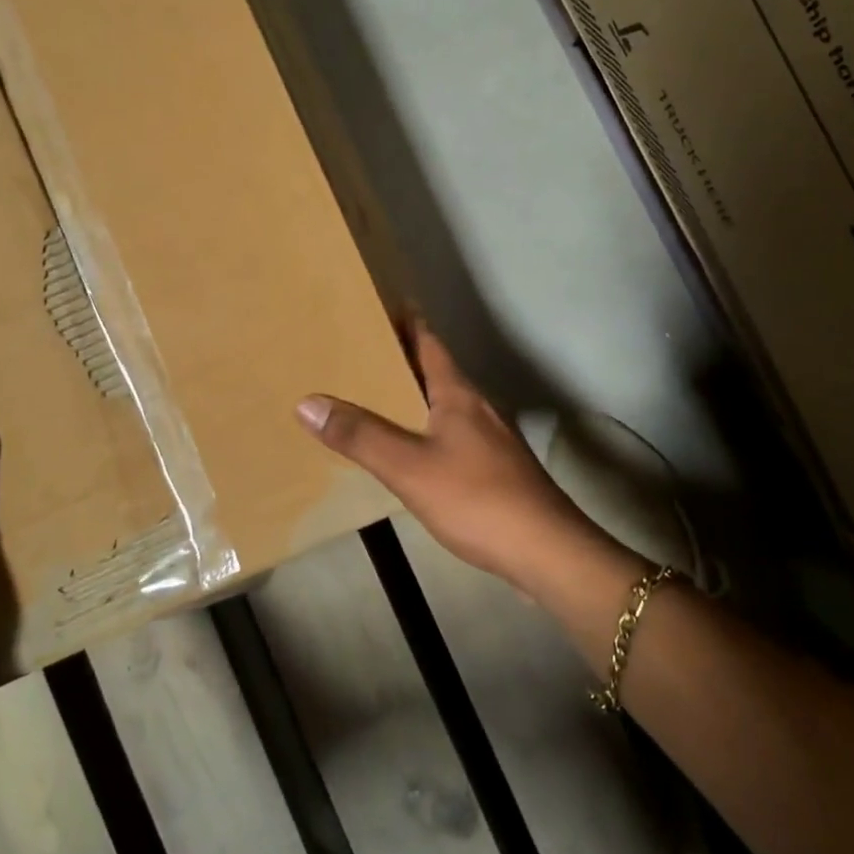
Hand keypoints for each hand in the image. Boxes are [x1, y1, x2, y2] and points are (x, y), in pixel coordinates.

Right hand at [295, 321, 591, 585]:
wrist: (545, 549)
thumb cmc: (476, 498)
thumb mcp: (408, 467)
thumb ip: (360, 435)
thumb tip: (308, 402)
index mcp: (458, 394)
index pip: (430, 342)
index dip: (407, 321)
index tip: (381, 304)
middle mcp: (478, 407)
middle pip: (437, 370)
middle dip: (404, 358)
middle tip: (362, 351)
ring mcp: (492, 438)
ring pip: (447, 404)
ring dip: (416, 394)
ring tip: (379, 397)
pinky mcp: (497, 468)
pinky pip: (455, 434)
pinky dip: (428, 428)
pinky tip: (413, 450)